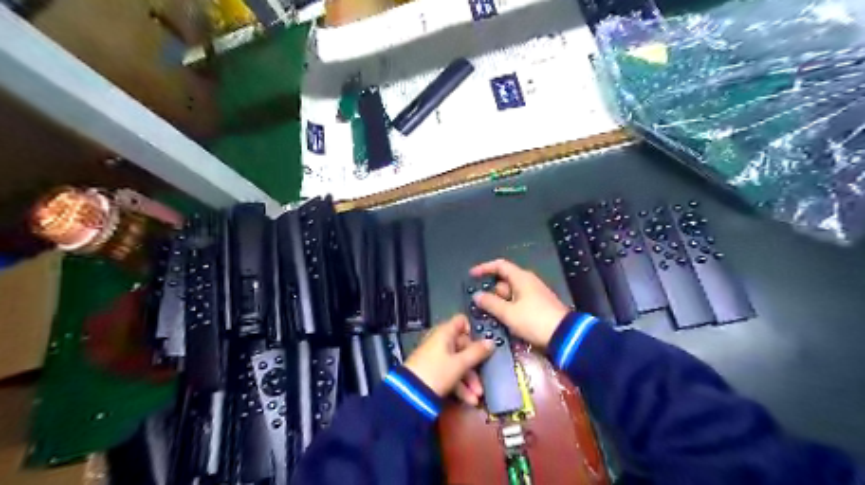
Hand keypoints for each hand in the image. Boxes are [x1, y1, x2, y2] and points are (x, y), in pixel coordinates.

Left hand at [404, 313, 492, 403]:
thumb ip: (477, 352)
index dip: (472, 331)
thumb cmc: (437, 372)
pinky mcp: (432, 372)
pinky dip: (460, 385)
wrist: (410, 395)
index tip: (482, 345)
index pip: (461, 321)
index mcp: (445, 333)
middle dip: (475, 365)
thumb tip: (491, 342)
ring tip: (476, 396)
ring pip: (458, 363)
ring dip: (469, 380)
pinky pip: (450, 374)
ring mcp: (435, 357)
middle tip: (482, 379)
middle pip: (463, 346)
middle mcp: (440, 341)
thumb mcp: (460, 363)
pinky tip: (469, 400)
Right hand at [470, 258, 572, 347]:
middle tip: (481, 305)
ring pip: (511, 293)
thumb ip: (491, 303)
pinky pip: (518, 302)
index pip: (500, 265)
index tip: (472, 275)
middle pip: (504, 281)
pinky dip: (509, 308)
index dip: (484, 268)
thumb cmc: (534, 320)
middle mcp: (528, 282)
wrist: (565, 336)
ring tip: (490, 315)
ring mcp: (535, 294)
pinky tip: (504, 320)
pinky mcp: (539, 306)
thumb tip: (477, 295)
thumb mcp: (509, 313)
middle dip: (492, 291)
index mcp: (521, 278)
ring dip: (500, 302)